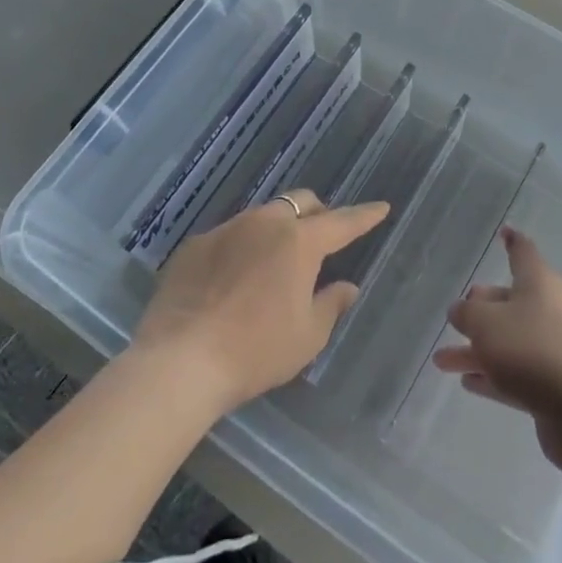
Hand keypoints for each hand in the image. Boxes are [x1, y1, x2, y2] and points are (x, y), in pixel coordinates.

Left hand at [133, 189, 389, 415]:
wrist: (179, 360)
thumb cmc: (255, 350)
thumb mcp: (306, 337)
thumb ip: (331, 305)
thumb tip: (347, 286)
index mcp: (300, 241)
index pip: (342, 222)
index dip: (364, 215)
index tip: (381, 206)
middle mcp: (265, 222)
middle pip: (300, 202)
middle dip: (317, 214)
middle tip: (321, 239)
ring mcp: (227, 228)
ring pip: (263, 216)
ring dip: (277, 230)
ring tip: (273, 263)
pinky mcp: (195, 245)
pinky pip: (229, 236)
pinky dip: (241, 248)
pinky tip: (232, 280)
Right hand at [434, 226, 561, 486]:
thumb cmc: (532, 348)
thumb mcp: (486, 323)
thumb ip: (467, 313)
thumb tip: (461, 309)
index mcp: (537, 282)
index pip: (522, 252)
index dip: (511, 241)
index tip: (503, 232)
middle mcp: (545, 309)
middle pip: (509, 300)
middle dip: (481, 307)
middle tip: (456, 315)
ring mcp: (550, 349)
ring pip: (506, 342)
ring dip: (475, 349)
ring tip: (441, 360)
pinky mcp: (549, 386)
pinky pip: (513, 374)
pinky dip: (491, 375)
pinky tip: (467, 382)